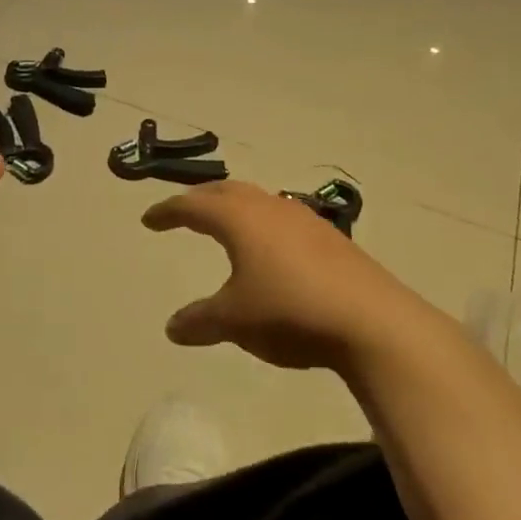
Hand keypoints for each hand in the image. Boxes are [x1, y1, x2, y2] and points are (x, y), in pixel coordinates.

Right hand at [142, 181, 415, 371]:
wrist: (372, 321)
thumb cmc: (289, 311)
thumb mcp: (235, 320)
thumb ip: (200, 320)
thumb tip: (172, 327)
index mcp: (239, 219)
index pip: (193, 206)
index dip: (168, 211)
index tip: (149, 219)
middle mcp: (269, 208)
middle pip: (226, 191)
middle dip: (200, 199)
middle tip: (183, 211)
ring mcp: (304, 220)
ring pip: (258, 201)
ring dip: (235, 207)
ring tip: (225, 223)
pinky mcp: (330, 238)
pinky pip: (282, 218)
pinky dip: (262, 224)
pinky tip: (270, 248)